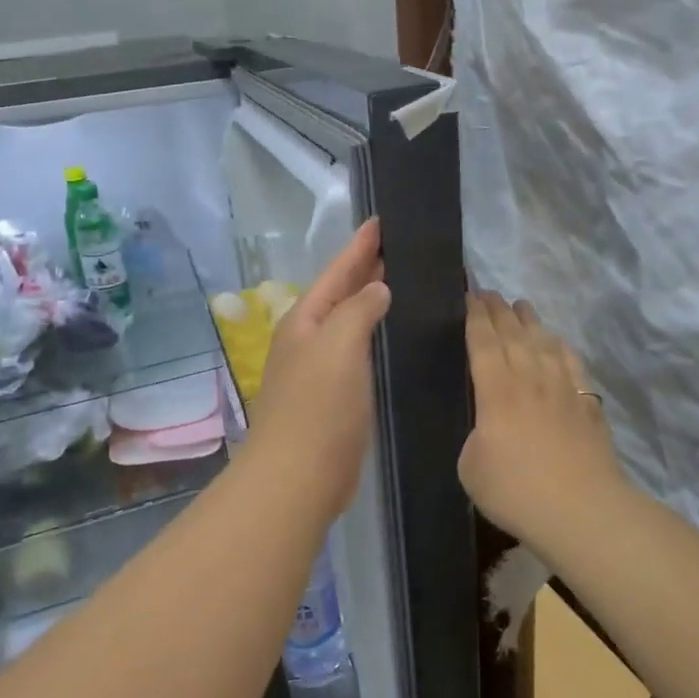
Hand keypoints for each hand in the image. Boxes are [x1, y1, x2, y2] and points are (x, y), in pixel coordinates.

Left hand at [244, 220, 390, 520]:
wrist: (297, 477)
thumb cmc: (318, 408)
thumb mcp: (338, 346)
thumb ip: (358, 310)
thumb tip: (377, 289)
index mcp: (305, 321)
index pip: (337, 271)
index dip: (359, 246)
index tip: (382, 219)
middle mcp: (308, 340)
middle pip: (340, 294)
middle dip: (365, 268)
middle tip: (399, 246)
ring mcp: (318, 370)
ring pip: (349, 323)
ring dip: (370, 302)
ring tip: (401, 282)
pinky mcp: (333, 398)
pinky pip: (357, 353)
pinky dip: (374, 337)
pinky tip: (392, 338)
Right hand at [460, 292, 629, 553]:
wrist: (581, 510)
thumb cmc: (516, 490)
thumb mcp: (471, 466)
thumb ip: (476, 437)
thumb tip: (488, 426)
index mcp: (496, 390)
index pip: (483, 342)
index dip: (475, 317)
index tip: (470, 296)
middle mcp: (530, 379)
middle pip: (514, 334)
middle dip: (499, 311)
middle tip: (489, 293)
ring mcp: (563, 389)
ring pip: (544, 343)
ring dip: (531, 321)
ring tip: (522, 306)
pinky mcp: (587, 405)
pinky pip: (572, 364)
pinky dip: (561, 347)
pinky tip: (558, 343)